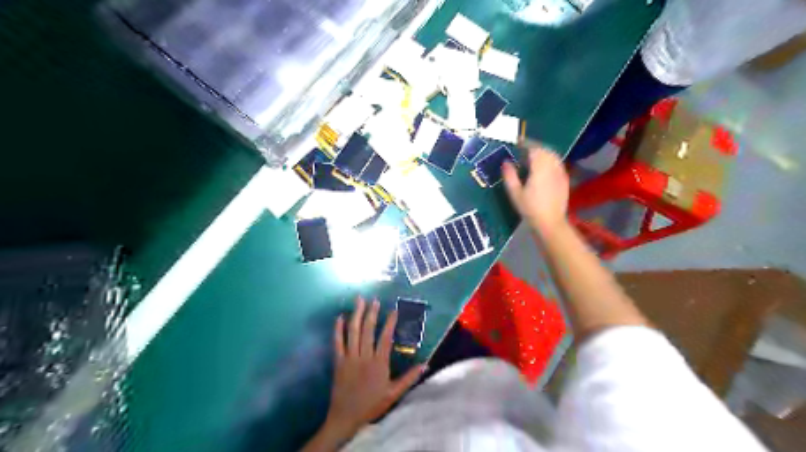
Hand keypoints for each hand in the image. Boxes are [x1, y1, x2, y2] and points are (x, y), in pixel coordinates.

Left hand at [321, 298, 423, 442]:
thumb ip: (409, 378)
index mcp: (379, 363)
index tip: (393, 310)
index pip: (385, 338)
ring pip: (353, 332)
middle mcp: (364, 357)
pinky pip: (337, 342)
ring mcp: (349, 358)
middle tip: (374, 300)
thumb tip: (425, 363)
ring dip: (356, 315)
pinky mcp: (338, 361)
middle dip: (371, 313)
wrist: (346, 417)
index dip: (389, 322)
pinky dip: (338, 329)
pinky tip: (339, 317)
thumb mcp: (394, 394)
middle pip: (367, 330)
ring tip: (359, 301)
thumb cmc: (372, 405)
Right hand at [502, 144, 568, 236]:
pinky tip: (543, 169)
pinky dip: (550, 162)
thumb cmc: (530, 209)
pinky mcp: (564, 180)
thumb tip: (506, 162)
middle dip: (534, 148)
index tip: (517, 144)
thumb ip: (510, 175)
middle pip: (545, 150)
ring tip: (533, 159)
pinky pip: (558, 164)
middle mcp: (552, 166)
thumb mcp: (515, 193)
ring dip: (543, 154)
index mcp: (540, 168)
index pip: (534, 149)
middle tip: (523, 151)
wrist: (550, 223)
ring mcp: (561, 173)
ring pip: (553, 156)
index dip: (525, 145)